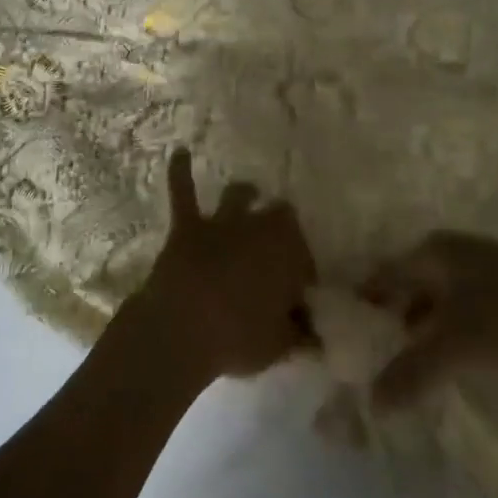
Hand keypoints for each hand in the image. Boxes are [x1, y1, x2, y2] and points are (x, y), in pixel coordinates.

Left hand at [136, 149, 316, 381]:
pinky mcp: (187, 225)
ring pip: (239, 195)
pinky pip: (184, 191)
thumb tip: (316, 334)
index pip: (304, 256)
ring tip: (250, 193)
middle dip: (282, 228)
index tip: (299, 295)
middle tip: (278, 250)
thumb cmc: (237, 338)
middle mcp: (258, 227)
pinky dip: (181, 171)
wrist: (181, 329)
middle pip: (279, 217)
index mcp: (287, 253)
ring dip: (246, 195)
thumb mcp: (278, 345)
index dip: (303, 273)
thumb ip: (298, 334)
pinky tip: (181, 152)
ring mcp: (221, 222)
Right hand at [360, 231, 497, 405]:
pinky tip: (454, 353)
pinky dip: (449, 325)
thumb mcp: (454, 348)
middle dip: (393, 314)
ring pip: (439, 293)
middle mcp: (454, 249)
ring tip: (411, 358)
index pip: (384, 273)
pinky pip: (463, 302)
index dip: (365, 301)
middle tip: (376, 350)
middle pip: (410, 281)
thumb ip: (410, 373)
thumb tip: (372, 402)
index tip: (347, 330)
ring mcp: (485, 263)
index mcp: (433, 251)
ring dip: (422, 322)